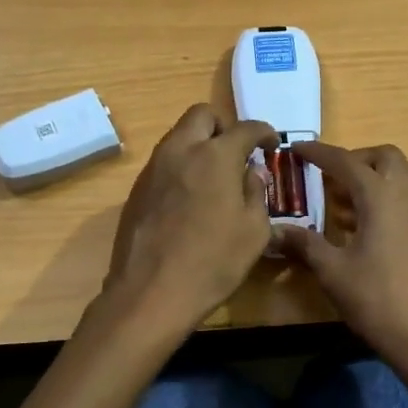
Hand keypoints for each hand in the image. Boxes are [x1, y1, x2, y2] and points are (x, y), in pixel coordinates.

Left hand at [102, 105, 277, 333]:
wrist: (151, 292)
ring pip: (179, 136)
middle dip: (223, 127)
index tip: (270, 145)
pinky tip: (190, 199)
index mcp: (215, 156)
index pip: (245, 128)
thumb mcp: (253, 231)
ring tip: (214, 177)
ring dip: (199, 145)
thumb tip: (251, 173)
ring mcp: (154, 168)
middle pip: (202, 116)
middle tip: (236, 153)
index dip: (263, 132)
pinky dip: (182, 167)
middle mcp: (181, 150)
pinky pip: (164, 162)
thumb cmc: (213, 262)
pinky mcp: (137, 189)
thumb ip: (255, 193)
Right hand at [275, 142, 407, 363]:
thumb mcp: (332, 270)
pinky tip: (360, 226)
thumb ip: (305, 243)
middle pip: (384, 157)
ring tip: (339, 202)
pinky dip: (383, 197)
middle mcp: (407, 195)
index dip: (319, 153)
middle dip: (355, 159)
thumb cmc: (376, 298)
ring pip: (398, 176)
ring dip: (370, 178)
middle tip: (328, 177)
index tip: (296, 148)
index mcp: (381, 196)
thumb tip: (274, 231)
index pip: (346, 161)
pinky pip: (405, 197)